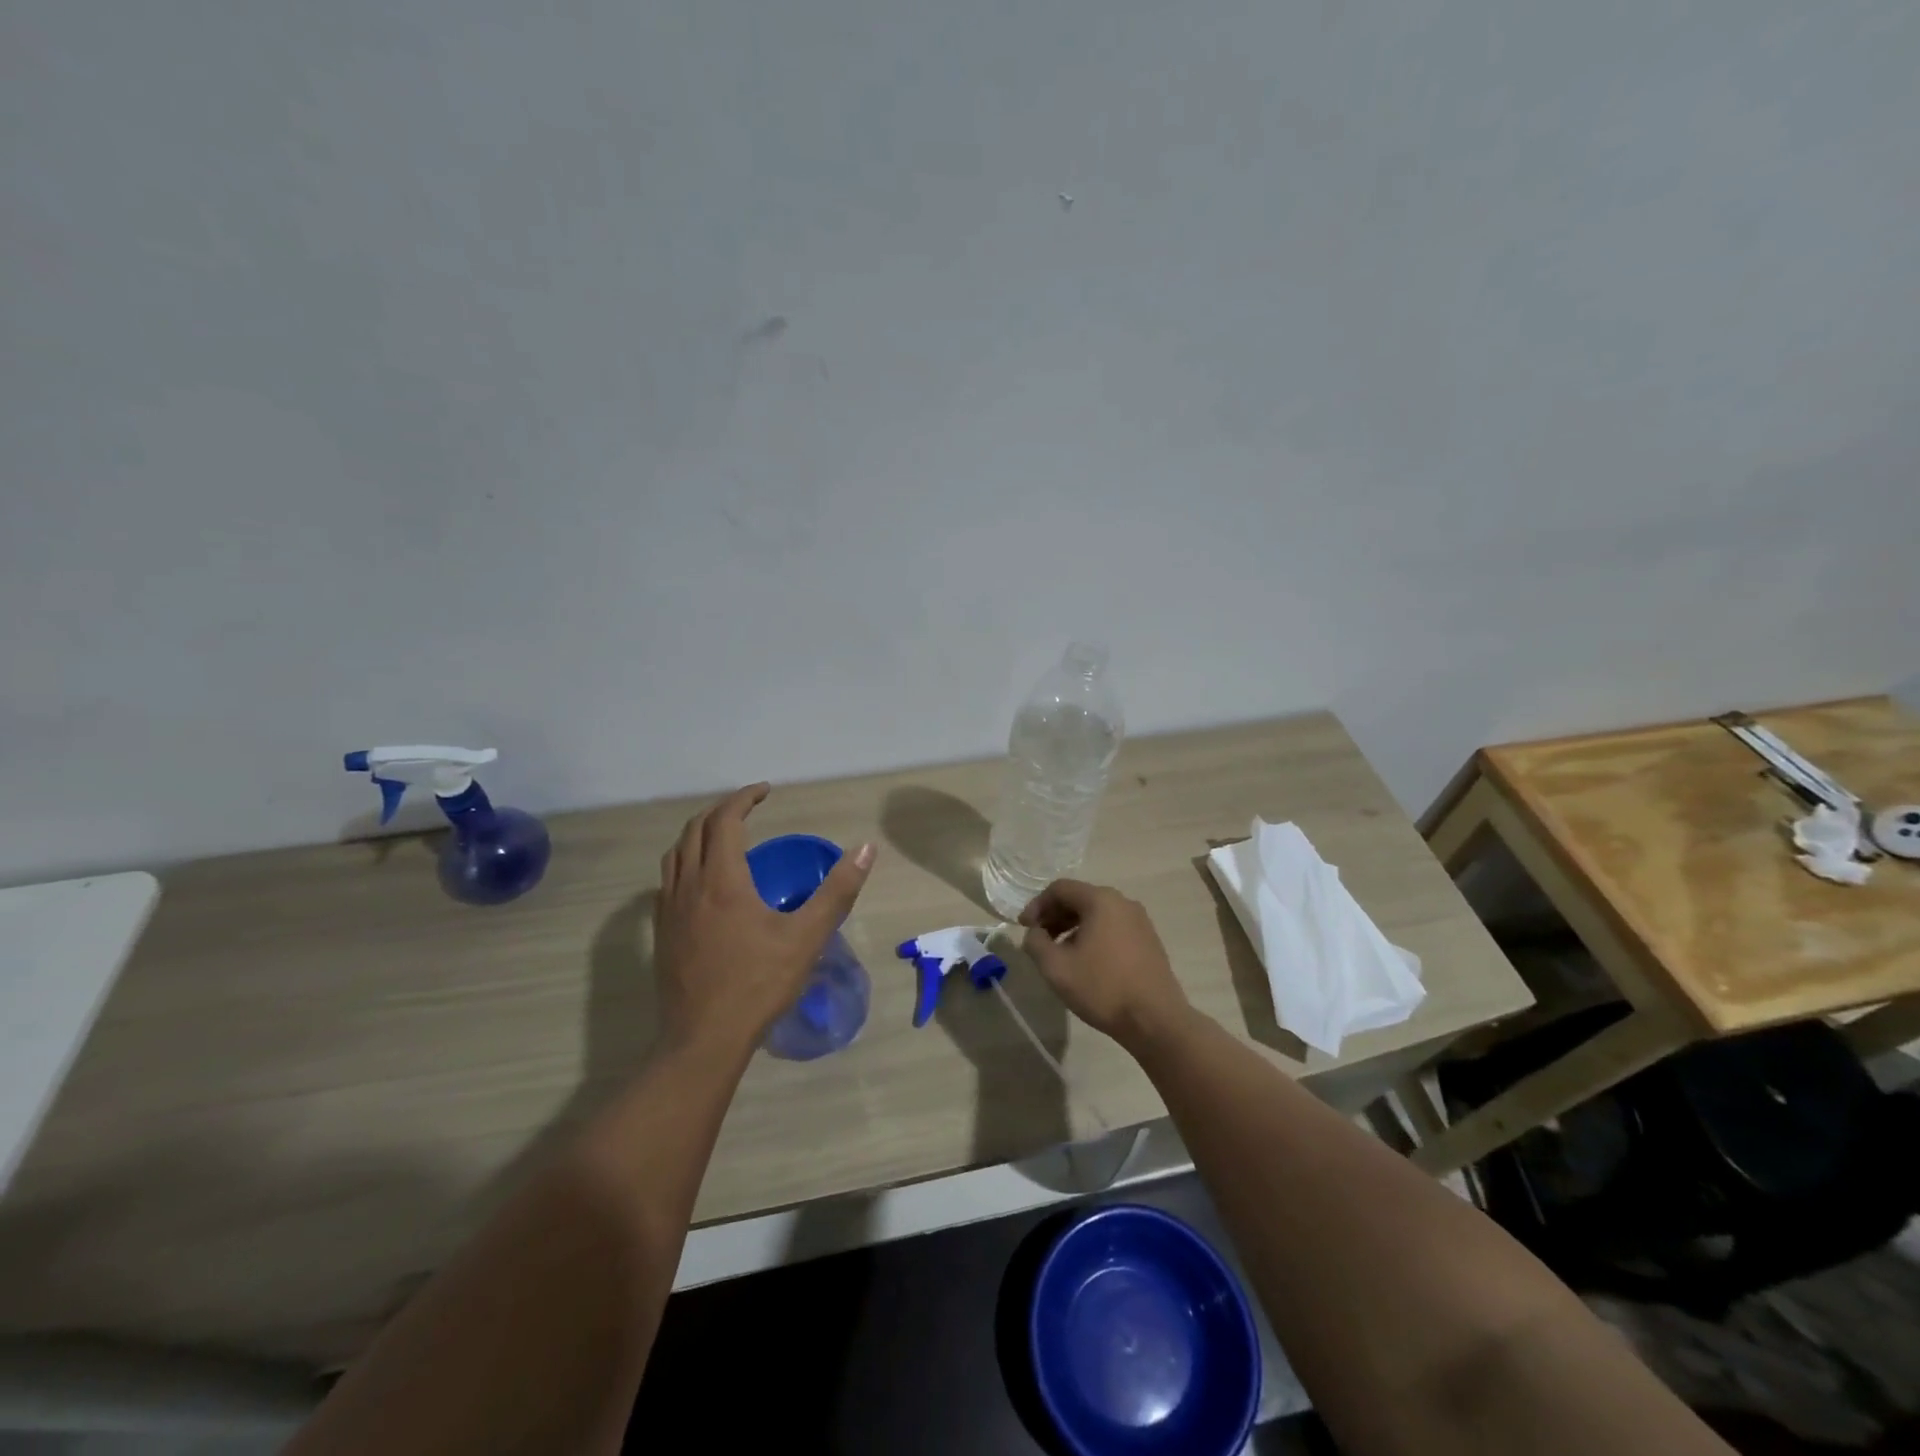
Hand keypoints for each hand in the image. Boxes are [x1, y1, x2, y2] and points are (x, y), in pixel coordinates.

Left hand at [653, 784, 874, 1055]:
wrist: (704, 1040)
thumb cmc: (758, 985)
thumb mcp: (807, 936)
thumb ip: (838, 891)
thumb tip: (866, 849)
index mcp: (722, 880)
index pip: (726, 820)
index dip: (745, 799)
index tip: (766, 791)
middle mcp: (689, 886)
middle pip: (695, 830)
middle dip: (721, 810)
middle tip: (748, 808)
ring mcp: (668, 911)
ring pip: (675, 854)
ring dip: (698, 834)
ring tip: (723, 836)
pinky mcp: (661, 933)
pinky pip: (667, 880)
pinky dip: (685, 862)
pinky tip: (703, 882)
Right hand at [1019, 879, 1189, 1051]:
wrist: (1156, 1020)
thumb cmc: (1103, 988)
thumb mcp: (1056, 968)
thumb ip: (1036, 943)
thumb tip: (1034, 933)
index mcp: (1101, 900)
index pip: (1060, 889)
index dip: (1037, 905)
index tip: (1024, 928)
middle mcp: (1123, 902)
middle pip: (1079, 898)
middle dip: (1054, 916)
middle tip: (1038, 940)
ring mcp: (1140, 921)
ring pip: (1097, 914)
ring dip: (1072, 927)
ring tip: (1059, 953)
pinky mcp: (1149, 940)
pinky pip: (1113, 927)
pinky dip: (1093, 936)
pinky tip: (1086, 961)